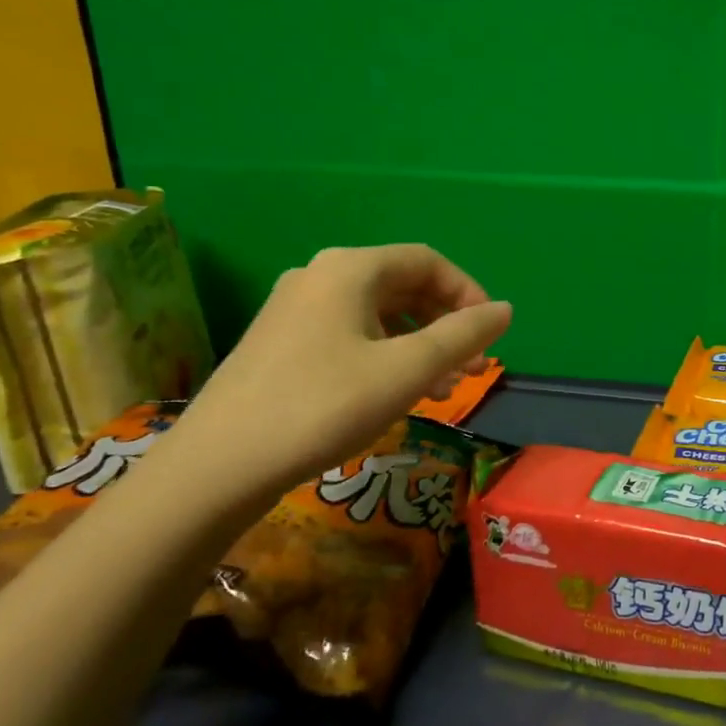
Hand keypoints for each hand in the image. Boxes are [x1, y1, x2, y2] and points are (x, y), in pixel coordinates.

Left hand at [164, 245, 511, 500]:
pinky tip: (398, 393)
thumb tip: (505, 310)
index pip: (428, 262)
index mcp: (350, 269)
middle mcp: (320, 277)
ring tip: (444, 388)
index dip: (468, 294)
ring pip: (378, 315)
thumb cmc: (324, 405)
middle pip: (403, 286)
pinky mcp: (281, 343)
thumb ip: (463, 335)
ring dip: (420, 345)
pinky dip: (386, 356)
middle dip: (446, 324)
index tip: (490, 336)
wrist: (220, 464)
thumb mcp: (407, 370)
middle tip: (474, 367)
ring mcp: (295, 310)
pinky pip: (351, 335)